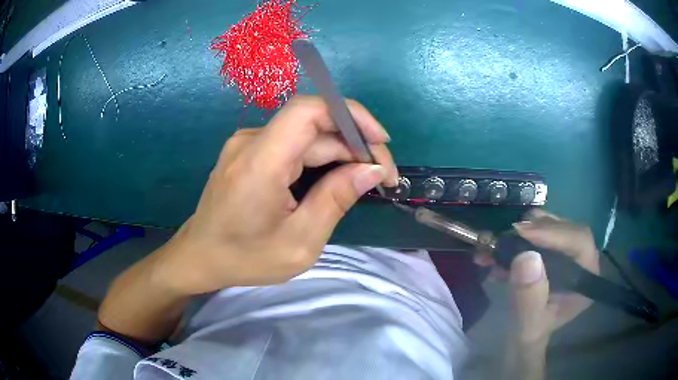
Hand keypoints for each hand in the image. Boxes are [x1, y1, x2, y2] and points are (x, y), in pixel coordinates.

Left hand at [153, 95, 397, 294]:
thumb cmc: (245, 258)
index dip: (351, 115)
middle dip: (354, 144)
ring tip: (365, 179)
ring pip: (305, 135)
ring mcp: (247, 144)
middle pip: (313, 125)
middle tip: (382, 177)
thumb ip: (336, 200)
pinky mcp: (248, 152)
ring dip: (340, 152)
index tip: (381, 142)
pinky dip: (319, 157)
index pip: (308, 111)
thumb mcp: (299, 241)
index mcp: (259, 162)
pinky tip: (335, 177)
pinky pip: (292, 144)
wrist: (200, 257)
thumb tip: (371, 170)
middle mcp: (251, 142)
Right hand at [476, 209, 598, 344]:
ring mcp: (567, 253)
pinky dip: (516, 238)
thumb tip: (526, 257)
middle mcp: (581, 260)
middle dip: (534, 230)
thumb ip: (529, 299)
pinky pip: (538, 232)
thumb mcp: (527, 327)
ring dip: (522, 232)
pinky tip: (496, 252)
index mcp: (585, 278)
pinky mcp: (552, 250)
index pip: (579, 241)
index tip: (521, 232)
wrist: (520, 342)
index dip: (553, 233)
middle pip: (564, 229)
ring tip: (496, 245)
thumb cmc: (528, 338)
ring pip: (550, 226)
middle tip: (505, 237)